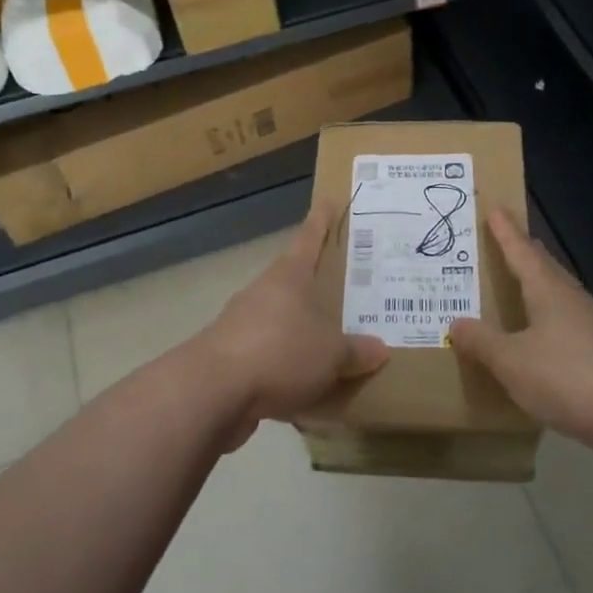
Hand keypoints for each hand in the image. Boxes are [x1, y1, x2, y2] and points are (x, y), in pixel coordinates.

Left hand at [191, 204, 388, 448]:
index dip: (321, 221)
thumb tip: (379, 349)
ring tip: (332, 343)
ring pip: (281, 320)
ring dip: (302, 329)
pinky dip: (288, 366)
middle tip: (347, 287)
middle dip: (316, 284)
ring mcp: (243, 325)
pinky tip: (308, 386)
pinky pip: (270, 356)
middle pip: (293, 280)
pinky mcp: (232, 359)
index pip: (308, 239)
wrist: (212, 391)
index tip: (328, 201)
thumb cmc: (280, 351)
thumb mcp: (331, 354)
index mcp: (288, 276)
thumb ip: (356, 351)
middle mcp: (264, 292)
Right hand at [449, 209, 592, 446]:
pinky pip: (577, 331)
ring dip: (544, 293)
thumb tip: (456, 323)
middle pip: (548, 270)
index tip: (496, 208)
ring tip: (526, 296)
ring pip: (565, 300)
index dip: (506, 232)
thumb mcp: (511, 362)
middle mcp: (577, 301)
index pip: (522, 252)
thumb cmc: (567, 377)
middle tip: (511, 243)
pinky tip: (553, 348)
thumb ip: (482, 342)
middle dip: (528, 256)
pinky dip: (558, 329)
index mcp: (550, 291)